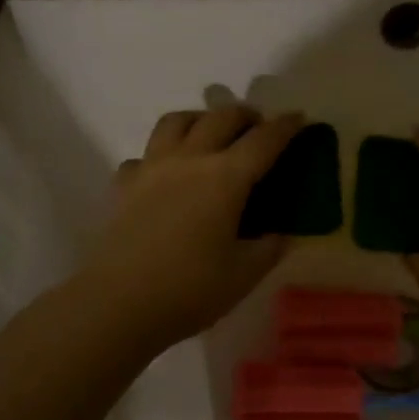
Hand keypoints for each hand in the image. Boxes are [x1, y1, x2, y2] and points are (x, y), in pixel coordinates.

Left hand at [80, 106, 303, 352]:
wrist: (119, 304)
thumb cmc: (190, 290)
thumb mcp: (244, 274)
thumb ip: (268, 249)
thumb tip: (280, 234)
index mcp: (226, 178)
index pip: (264, 140)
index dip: (286, 126)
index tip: (299, 118)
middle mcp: (189, 160)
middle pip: (221, 117)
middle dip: (245, 115)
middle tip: (258, 127)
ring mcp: (152, 168)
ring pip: (176, 121)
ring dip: (200, 119)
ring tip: (210, 134)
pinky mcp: (124, 185)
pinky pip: (144, 155)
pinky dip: (160, 155)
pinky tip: (166, 174)